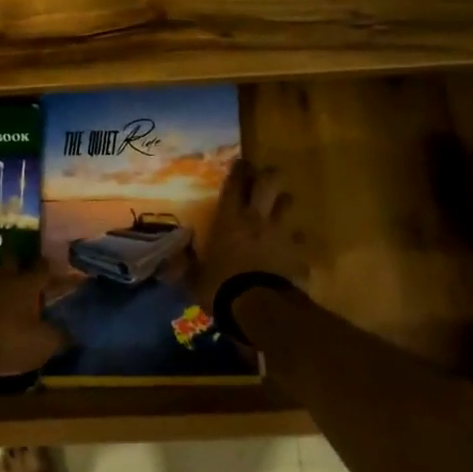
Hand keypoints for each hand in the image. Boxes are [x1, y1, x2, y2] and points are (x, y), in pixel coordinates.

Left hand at [0, 259, 65, 378]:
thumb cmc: (8, 341)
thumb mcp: (43, 344)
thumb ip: (59, 336)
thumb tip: (72, 333)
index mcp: (25, 285)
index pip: (42, 268)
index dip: (52, 268)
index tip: (59, 267)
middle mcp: (3, 282)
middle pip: (14, 265)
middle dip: (23, 266)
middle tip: (32, 272)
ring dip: (6, 286)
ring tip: (15, 295)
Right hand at [192, 160, 309, 312]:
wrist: (258, 308)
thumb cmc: (221, 287)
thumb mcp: (194, 278)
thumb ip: (186, 265)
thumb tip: (171, 258)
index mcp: (230, 219)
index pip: (235, 184)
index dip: (239, 170)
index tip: (241, 163)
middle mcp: (257, 218)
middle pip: (270, 182)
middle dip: (269, 175)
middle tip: (264, 178)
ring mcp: (282, 233)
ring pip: (290, 203)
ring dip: (284, 203)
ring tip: (279, 209)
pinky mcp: (298, 252)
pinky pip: (301, 239)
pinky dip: (296, 241)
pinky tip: (291, 248)